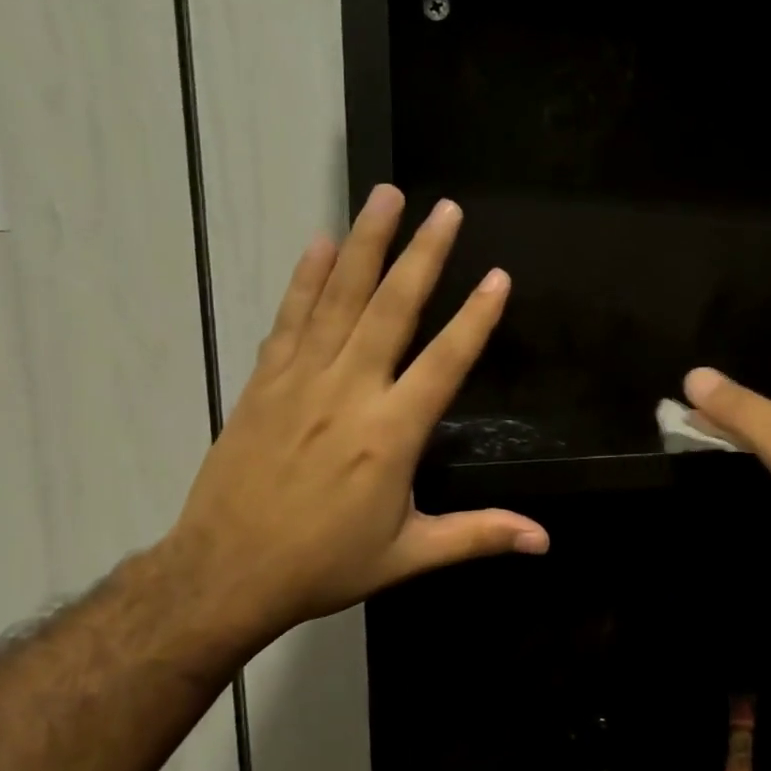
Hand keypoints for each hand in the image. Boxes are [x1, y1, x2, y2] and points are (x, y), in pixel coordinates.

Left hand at [164, 185, 547, 650]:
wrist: (226, 573)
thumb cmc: (325, 564)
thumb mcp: (409, 554)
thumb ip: (479, 536)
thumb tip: (544, 540)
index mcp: (391, 434)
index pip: (444, 362)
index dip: (475, 319)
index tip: (497, 276)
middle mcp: (350, 393)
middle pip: (392, 309)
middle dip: (423, 255)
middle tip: (445, 209)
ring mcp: (302, 381)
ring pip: (339, 299)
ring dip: (366, 245)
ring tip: (386, 196)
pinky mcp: (264, 382)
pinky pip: (291, 319)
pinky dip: (306, 279)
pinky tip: (321, 244)